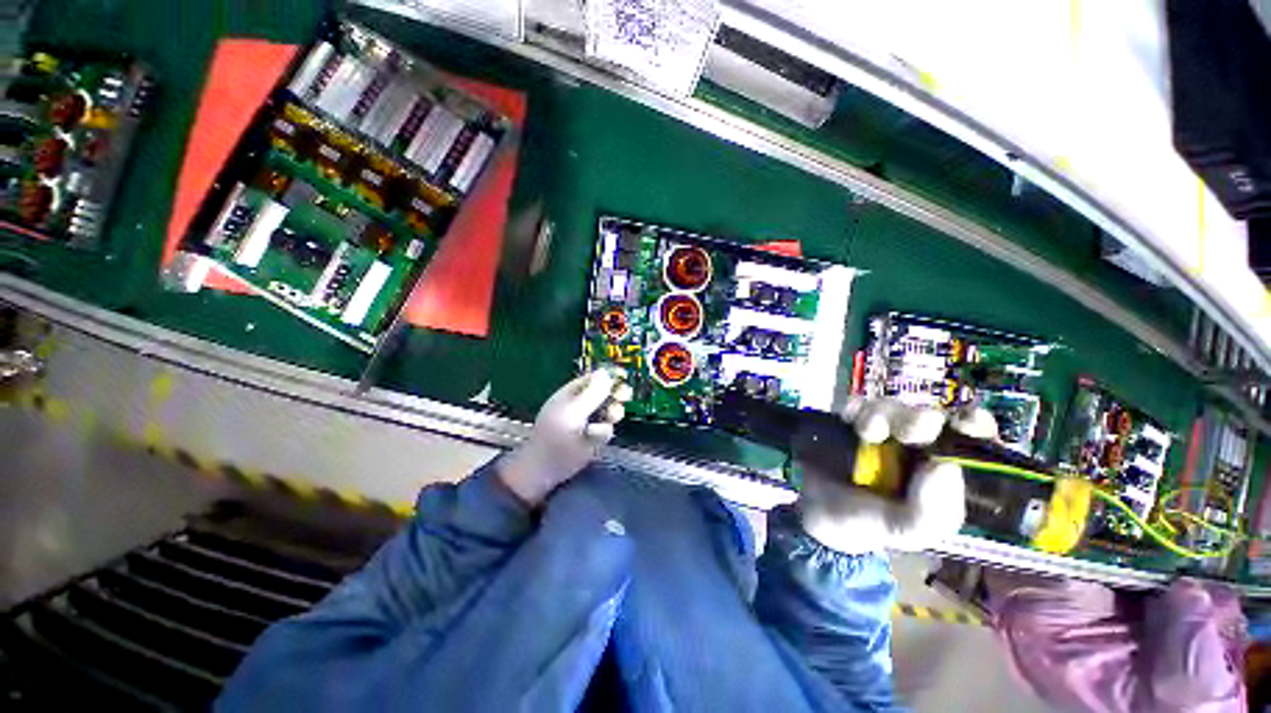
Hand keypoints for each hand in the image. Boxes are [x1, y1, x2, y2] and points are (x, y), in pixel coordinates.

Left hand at [498, 369, 631, 505]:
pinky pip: (608, 430)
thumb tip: (605, 372)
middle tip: (623, 396)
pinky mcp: (595, 438)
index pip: (594, 378)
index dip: (608, 377)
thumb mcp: (572, 412)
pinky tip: (593, 438)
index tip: (622, 377)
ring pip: (611, 412)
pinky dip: (603, 433)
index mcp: (572, 393)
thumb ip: (591, 394)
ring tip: (609, 418)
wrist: (547, 470)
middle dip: (615, 395)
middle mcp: (583, 404)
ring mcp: (590, 421)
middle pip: (607, 393)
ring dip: (612, 414)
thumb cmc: (554, 437)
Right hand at [799, 399, 996, 554]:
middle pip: (927, 416)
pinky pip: (857, 405)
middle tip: (909, 432)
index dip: (974, 427)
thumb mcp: (903, 530)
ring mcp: (880, 433)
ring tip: (867, 433)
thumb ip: (930, 512)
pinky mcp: (848, 423)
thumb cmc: (864, 524)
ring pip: (892, 407)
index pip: (969, 443)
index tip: (967, 423)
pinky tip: (849, 423)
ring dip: (883, 415)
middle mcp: (913, 449)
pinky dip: (855, 409)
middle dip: (919, 419)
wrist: (808, 510)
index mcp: (938, 474)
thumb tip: (944, 466)